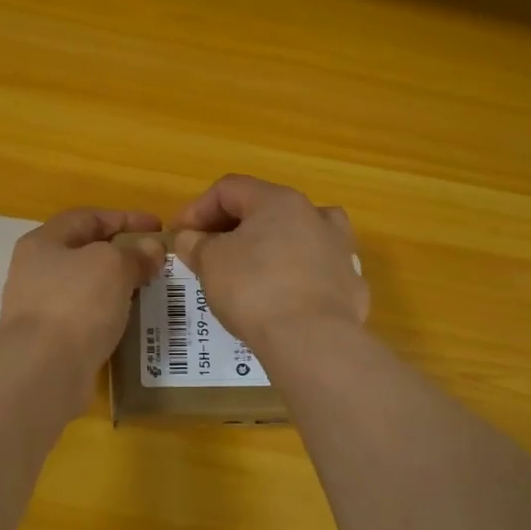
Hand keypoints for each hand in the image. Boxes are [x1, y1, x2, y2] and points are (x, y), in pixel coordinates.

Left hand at [0, 208, 165, 387]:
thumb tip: (152, 250)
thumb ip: (135, 253)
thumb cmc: (76, 303)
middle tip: (157, 262)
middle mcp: (37, 271)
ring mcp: (42, 308)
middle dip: (123, 254)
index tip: (159, 227)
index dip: (125, 217)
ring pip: (88, 288)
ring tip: (150, 291)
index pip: (88, 217)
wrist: (44, 370)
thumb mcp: (113, 265)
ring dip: (119, 287)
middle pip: (86, 253)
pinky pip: (88, 319)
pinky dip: (111, 316)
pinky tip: (133, 322)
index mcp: (44, 242)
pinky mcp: (51, 341)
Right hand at [171, 175, 367, 353]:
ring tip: (250, 271)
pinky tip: (281, 301)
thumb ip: (196, 244)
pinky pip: (315, 272)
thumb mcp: (210, 263)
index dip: (197, 209)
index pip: (229, 189)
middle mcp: (315, 215)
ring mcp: (340, 250)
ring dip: (270, 247)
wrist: (312, 340)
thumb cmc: (254, 289)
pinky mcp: (351, 285)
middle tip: (207, 254)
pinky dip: (294, 278)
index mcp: (278, 201)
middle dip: (231, 229)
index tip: (179, 236)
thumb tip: (190, 239)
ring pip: (299, 237)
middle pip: (265, 210)